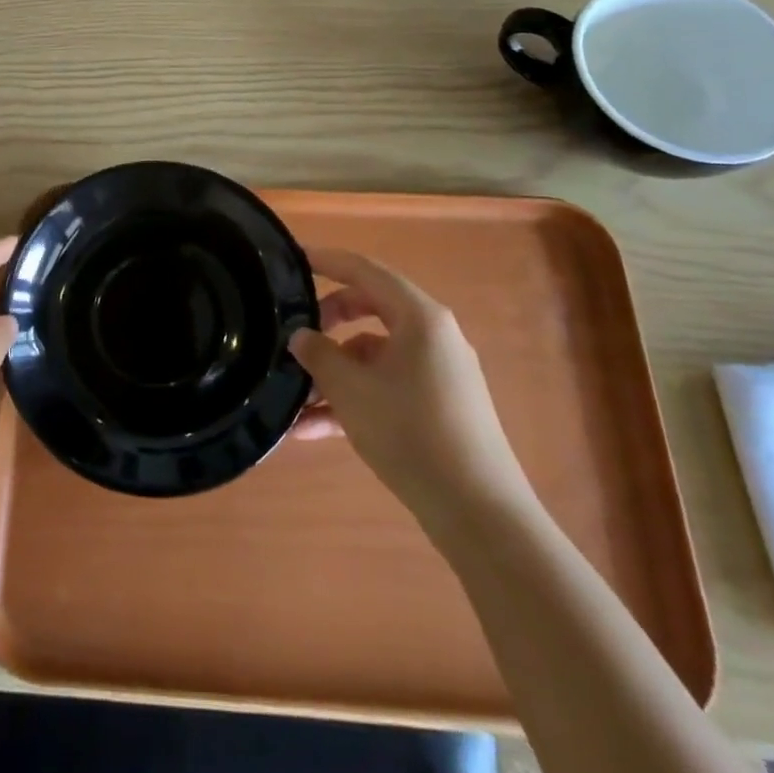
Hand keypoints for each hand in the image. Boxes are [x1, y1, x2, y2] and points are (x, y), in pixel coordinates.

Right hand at [288, 248, 533, 532]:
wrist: (479, 513)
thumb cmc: (411, 433)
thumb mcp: (351, 390)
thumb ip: (319, 354)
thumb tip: (301, 336)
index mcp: (419, 317)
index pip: (365, 271)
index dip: (328, 261)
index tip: (294, 259)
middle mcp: (433, 336)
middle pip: (370, 310)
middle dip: (327, 323)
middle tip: (294, 336)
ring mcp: (438, 372)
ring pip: (374, 355)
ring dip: (334, 372)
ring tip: (294, 401)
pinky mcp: (438, 406)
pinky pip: (386, 387)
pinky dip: (354, 399)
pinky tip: (313, 430)